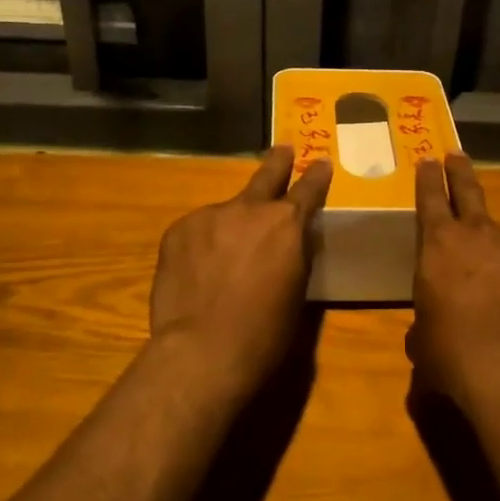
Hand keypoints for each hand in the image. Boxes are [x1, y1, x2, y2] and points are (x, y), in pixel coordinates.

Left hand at [149, 145, 333, 391]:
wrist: (202, 350)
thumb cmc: (264, 333)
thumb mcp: (296, 292)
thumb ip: (293, 256)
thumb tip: (288, 243)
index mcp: (287, 224)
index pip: (308, 189)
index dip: (316, 176)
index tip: (321, 162)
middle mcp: (250, 209)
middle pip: (266, 176)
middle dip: (277, 163)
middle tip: (282, 150)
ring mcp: (210, 215)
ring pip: (227, 212)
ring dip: (231, 224)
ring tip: (225, 256)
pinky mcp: (178, 230)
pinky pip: (198, 230)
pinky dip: (203, 243)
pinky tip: (199, 270)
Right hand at [410, 154, 499, 406]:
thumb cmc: (451, 351)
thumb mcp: (423, 337)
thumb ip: (426, 319)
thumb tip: (430, 327)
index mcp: (437, 245)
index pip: (430, 199)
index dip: (428, 179)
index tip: (428, 159)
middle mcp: (477, 234)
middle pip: (469, 191)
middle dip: (460, 171)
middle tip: (457, 154)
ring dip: (496, 247)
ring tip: (497, 274)